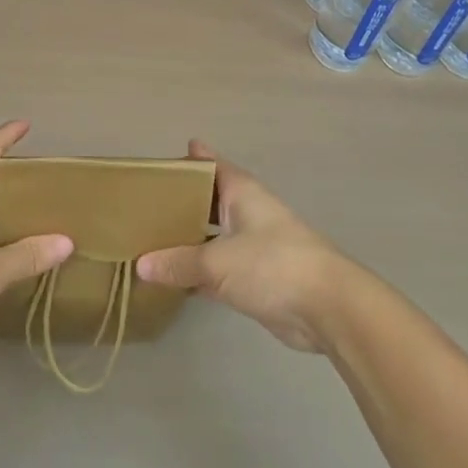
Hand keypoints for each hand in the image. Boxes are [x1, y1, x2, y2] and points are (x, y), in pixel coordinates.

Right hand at [136, 140, 356, 352]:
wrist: (327, 307)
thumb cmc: (272, 264)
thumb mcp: (218, 262)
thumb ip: (178, 263)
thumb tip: (140, 264)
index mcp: (240, 191)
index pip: (209, 164)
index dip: (186, 160)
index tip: (157, 164)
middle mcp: (245, 211)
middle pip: (207, 199)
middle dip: (180, 202)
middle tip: (142, 206)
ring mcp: (251, 245)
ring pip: (211, 235)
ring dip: (187, 238)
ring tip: (149, 240)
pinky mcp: (255, 277)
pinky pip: (217, 267)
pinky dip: (197, 270)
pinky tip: (172, 279)